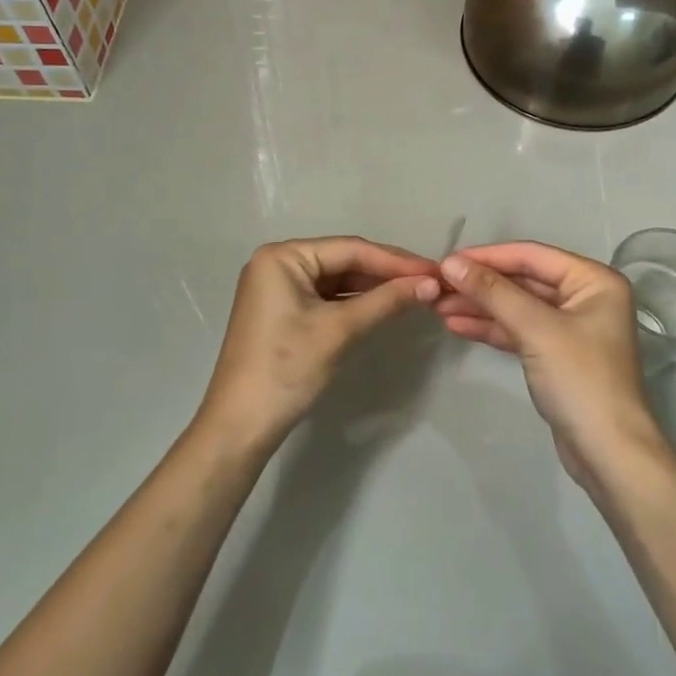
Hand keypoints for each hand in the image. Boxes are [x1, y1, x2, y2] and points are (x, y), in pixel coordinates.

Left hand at [197, 237, 440, 453]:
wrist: (240, 426)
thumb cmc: (286, 369)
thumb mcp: (339, 331)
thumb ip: (386, 301)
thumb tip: (432, 283)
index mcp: (283, 256)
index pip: (350, 249)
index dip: (395, 260)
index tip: (435, 270)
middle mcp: (278, 262)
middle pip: (344, 260)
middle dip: (386, 273)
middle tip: (431, 281)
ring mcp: (279, 287)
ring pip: (337, 279)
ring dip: (374, 288)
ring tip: (416, 292)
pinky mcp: (283, 310)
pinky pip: (326, 297)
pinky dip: (355, 302)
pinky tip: (385, 305)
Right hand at [436, 242, 664, 482]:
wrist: (608, 454)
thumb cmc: (580, 379)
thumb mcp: (535, 329)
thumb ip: (493, 292)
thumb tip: (451, 263)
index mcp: (593, 280)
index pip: (532, 256)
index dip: (487, 256)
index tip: (447, 260)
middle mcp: (585, 296)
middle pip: (523, 280)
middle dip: (480, 284)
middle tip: (437, 286)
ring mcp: (570, 327)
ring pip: (517, 306)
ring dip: (480, 306)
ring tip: (437, 306)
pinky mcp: (556, 355)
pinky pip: (519, 330)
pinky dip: (491, 328)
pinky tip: (457, 325)